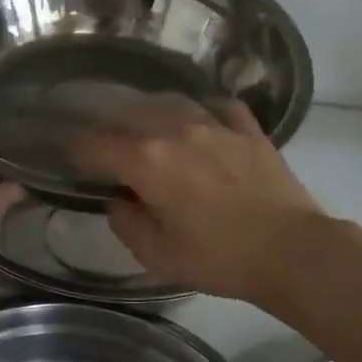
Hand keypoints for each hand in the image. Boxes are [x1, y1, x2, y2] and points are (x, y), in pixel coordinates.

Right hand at [70, 97, 326, 302]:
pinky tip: (201, 120)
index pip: (97, 145)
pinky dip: (202, 110)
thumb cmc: (219, 258)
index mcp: (148, 161)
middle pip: (131, 115)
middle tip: (105, 145)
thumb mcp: (158, 255)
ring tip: (147, 127)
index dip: (77, 150)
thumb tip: (119, 201)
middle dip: (110, 128)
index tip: (71, 158)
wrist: (291, 251)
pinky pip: (218, 106)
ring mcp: (216, 125)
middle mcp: (176, 130)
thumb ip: (127, 223)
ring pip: (172, 103)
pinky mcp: (248, 130)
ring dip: (151, 113)